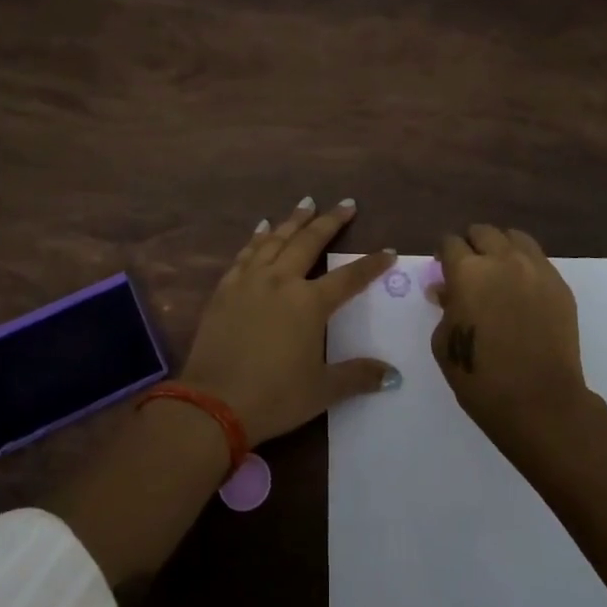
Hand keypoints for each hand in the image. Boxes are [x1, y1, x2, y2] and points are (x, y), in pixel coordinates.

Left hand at [180, 198, 399, 445]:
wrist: (213, 403)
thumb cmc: (274, 397)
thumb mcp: (322, 391)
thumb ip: (358, 376)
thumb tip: (393, 375)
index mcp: (309, 303)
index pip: (349, 278)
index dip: (371, 264)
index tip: (389, 251)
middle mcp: (281, 281)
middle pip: (310, 242)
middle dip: (330, 221)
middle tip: (346, 203)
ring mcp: (250, 281)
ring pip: (275, 240)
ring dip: (293, 220)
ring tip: (306, 203)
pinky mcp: (225, 289)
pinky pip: (245, 253)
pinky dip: (257, 237)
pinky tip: (262, 227)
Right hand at [430, 224, 590, 450]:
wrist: (540, 402)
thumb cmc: (481, 378)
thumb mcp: (444, 343)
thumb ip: (445, 308)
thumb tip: (447, 290)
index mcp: (467, 271)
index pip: (450, 242)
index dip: (443, 253)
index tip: (443, 267)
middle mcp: (502, 260)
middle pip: (483, 232)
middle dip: (472, 245)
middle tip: (470, 268)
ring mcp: (536, 269)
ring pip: (514, 237)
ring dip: (501, 248)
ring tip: (499, 271)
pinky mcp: (560, 285)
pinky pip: (538, 260)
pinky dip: (525, 265)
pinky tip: (522, 289)